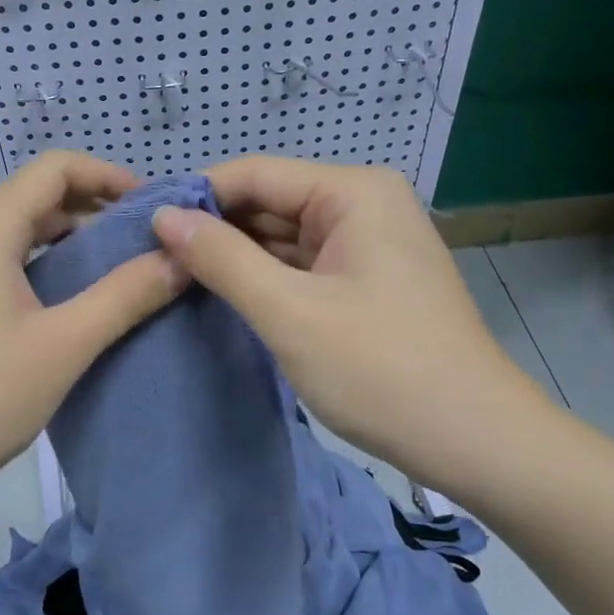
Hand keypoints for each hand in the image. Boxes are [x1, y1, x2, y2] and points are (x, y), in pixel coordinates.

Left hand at [0, 151, 185, 508]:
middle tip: (149, 241)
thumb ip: (125, 296)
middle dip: (98, 207)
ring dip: (74, 238)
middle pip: (40, 194)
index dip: (111, 176)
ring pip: (24, 229)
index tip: (156, 208)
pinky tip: (76, 300)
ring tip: (123, 268)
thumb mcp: (64, 344)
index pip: (56, 167)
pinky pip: (8, 260)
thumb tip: (181, 259)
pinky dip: (49, 264)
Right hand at [152, 157, 553, 494]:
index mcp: (352, 192)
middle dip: (213, 230)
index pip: (254, 175)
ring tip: (171, 278)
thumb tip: (163, 216)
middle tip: (149, 260)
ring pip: (282, 239)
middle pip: (268, 204)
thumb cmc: (381, 370)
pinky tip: (222, 297)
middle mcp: (362, 204)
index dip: (194, 197)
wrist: (474, 440)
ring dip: (235, 258)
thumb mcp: (289, 312)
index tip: (139, 227)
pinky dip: (265, 281)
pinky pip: (302, 267)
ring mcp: (367, 244)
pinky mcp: (366, 281)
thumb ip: (222, 259)